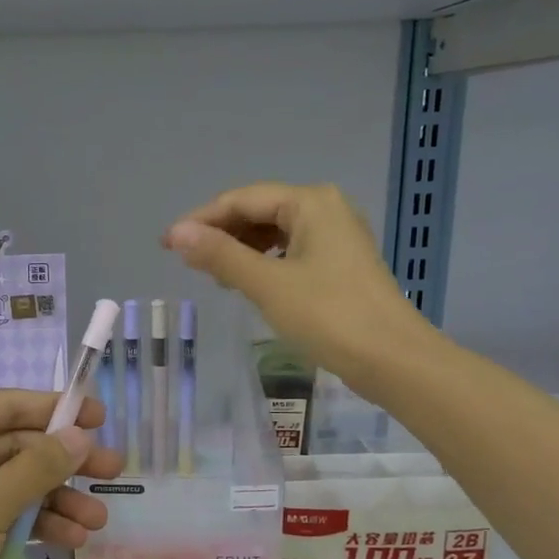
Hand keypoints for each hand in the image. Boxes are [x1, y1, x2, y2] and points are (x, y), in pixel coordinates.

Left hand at [0, 390, 124, 558]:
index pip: (5, 406)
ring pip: (12, 486)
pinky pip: (1, 517)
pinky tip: (69, 539)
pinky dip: (32, 526)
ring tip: (97, 522)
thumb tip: (81, 435)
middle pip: (13, 447)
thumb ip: (37, 468)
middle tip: (114, 472)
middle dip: (62, 464)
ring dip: (54, 500)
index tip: (101, 417)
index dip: (55, 409)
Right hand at [163, 182, 434, 388]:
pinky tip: (247, 283)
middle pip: (258, 210)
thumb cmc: (328, 316)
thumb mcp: (267, 284)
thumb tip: (176, 234)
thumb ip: (220, 255)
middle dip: (220, 234)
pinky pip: (289, 251)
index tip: (166, 245)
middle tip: (187, 263)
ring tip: (213, 275)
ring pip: (274, 232)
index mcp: (310, 202)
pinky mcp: (339, 263)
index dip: (200, 220)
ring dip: (240, 249)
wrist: (392, 359)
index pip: (241, 199)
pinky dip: (263, 262)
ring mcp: (336, 236)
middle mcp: (325, 208)